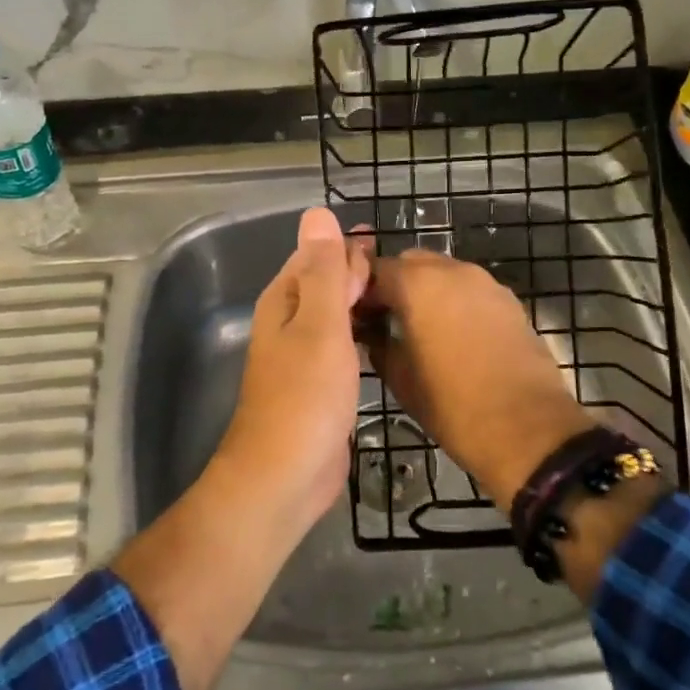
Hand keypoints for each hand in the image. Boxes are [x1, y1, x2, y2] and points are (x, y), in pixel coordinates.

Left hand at [212, 207, 371, 536]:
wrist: (285, 476)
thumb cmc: (305, 395)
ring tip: (403, 299)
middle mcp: (289, 322)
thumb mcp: (319, 324)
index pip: (317, 255)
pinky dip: (361, 334)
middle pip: (325, 283)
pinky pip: (342, 345)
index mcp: (284, 300)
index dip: (348, 247)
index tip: (387, 245)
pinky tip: (385, 339)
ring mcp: (302, 356)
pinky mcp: (318, 385)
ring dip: (362, 302)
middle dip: (358, 272)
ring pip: (335, 314)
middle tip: (405, 274)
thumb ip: (323, 270)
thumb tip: (317, 212)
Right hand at [360, 249, 593, 505]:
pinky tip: (454, 337)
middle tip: (386, 321)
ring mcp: (486, 283)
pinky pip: (471, 290)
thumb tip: (371, 333)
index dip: (361, 291)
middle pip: (411, 263)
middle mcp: (452, 270)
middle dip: (395, 285)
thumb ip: (379, 345)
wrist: (529, 429)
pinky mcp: (510, 301)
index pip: (375, 269)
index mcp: (417, 284)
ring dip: (427, 292)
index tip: (356, 318)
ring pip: (444, 273)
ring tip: (420, 330)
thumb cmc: (454, 406)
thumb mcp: (401, 380)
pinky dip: (456, 302)